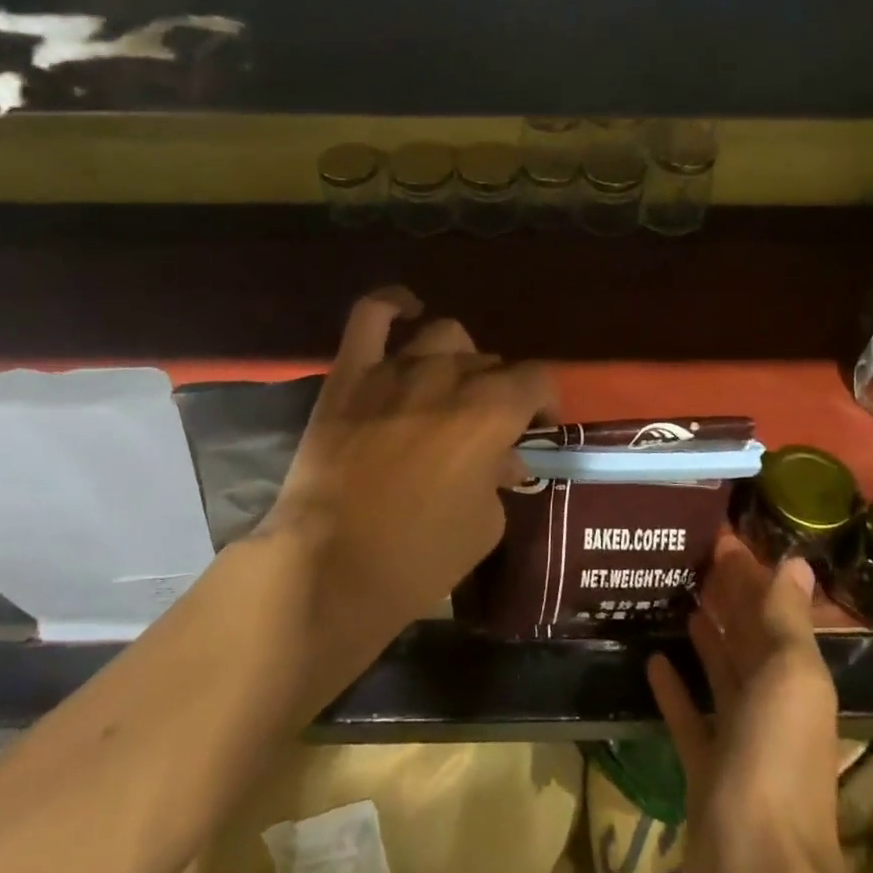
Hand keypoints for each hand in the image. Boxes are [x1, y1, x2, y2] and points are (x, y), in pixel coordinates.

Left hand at [273, 287, 557, 639]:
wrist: (328, 568)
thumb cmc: (418, 557)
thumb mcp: (484, 525)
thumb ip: (499, 478)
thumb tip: (502, 458)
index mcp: (491, 411)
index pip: (537, 378)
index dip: (543, 401)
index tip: (536, 428)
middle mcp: (448, 377)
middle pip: (489, 361)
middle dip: (498, 391)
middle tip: (486, 428)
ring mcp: (395, 370)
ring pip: (443, 336)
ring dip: (457, 359)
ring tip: (450, 387)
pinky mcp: (350, 376)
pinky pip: (370, 317)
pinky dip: (392, 305)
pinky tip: (407, 309)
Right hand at [647, 539, 850, 872]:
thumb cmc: (776, 762)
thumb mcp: (789, 677)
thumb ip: (786, 620)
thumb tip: (796, 562)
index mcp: (796, 678)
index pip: (771, 610)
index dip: (750, 573)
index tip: (718, 535)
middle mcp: (771, 704)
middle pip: (747, 638)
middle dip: (727, 598)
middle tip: (689, 556)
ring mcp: (738, 740)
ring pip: (720, 673)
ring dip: (704, 637)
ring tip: (675, 597)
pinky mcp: (705, 769)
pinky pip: (689, 716)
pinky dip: (676, 689)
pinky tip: (652, 660)